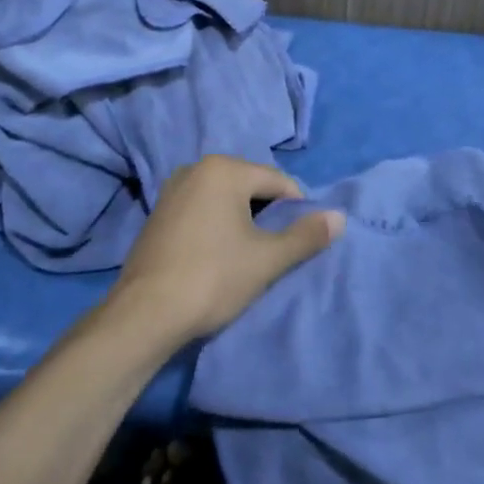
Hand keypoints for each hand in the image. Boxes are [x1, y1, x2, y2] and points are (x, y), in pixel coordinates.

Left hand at [111, 155, 344, 343]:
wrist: (143, 316)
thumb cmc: (212, 278)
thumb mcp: (267, 260)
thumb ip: (306, 236)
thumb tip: (339, 217)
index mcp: (225, 169)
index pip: (278, 181)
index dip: (297, 209)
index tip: (300, 241)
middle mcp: (196, 168)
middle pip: (250, 186)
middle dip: (267, 213)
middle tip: (274, 250)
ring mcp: (172, 190)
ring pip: (224, 198)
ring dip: (241, 220)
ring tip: (247, 255)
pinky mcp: (157, 214)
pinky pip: (201, 209)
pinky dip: (216, 225)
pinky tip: (217, 256)